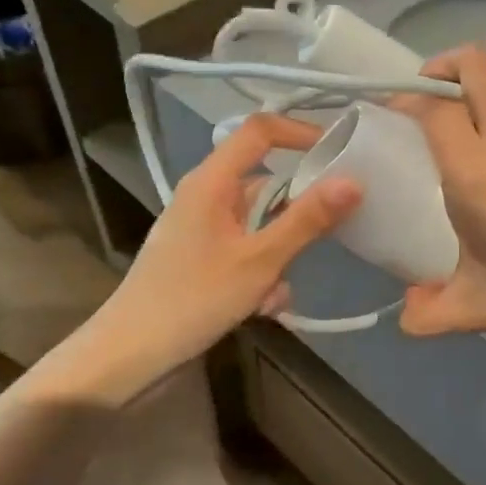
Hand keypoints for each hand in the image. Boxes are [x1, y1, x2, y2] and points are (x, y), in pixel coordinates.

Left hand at [34, 115, 359, 403]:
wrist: (132, 353)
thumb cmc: (194, 299)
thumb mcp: (261, 260)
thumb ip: (307, 220)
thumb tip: (354, 181)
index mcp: (211, 181)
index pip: (260, 131)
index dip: (300, 132)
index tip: (340, 153)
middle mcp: (205, 195)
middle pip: (266, 185)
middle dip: (294, 220)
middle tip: (315, 247)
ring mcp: (202, 226)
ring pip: (260, 225)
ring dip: (277, 257)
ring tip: (273, 296)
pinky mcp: (201, 254)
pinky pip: (245, 250)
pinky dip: (260, 273)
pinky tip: (260, 308)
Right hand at [395, 47, 485, 361]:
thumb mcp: (478, 309)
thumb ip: (430, 312)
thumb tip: (406, 317)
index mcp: (477, 173)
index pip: (434, 110)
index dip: (408, 102)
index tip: (396, 115)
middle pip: (477, 65)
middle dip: (446, 66)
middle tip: (434, 94)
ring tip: (482, 99)